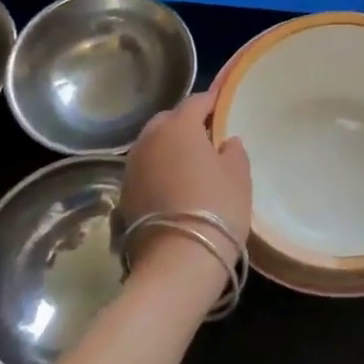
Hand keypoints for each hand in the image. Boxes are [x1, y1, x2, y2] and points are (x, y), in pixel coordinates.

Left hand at [120, 93, 251, 288]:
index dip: (212, 101)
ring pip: (152, 144)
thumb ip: (234, 151)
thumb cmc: (217, 209)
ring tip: (189, 162)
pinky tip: (173, 185)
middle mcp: (149, 139)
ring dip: (168, 147)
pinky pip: (145, 169)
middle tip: (206, 136)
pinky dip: (158, 169)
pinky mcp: (124, 194)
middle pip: (168, 120)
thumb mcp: (239, 176)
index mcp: (179, 127)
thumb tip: (225, 141)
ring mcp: (132, 167)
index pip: (196, 102)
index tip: (223, 104)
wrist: (177, 262)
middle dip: (185, 122)